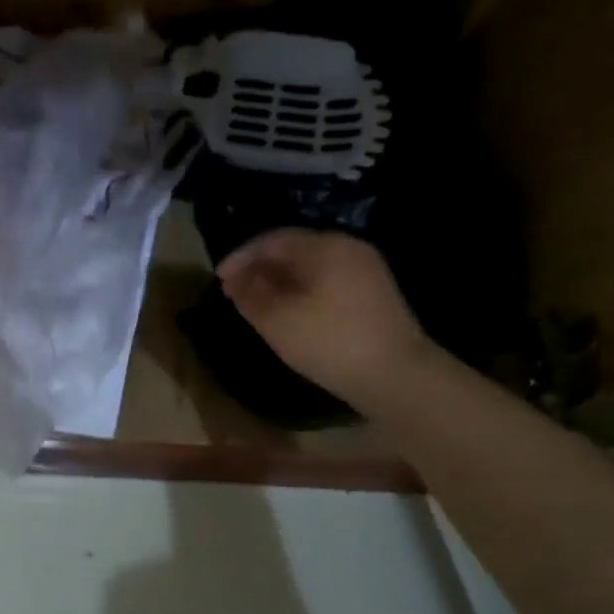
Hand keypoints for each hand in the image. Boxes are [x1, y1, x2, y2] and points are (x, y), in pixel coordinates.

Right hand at [217, 229, 434, 409]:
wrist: (395, 375)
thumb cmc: (329, 342)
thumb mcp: (276, 320)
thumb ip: (250, 293)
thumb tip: (235, 278)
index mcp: (324, 246)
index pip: (272, 239)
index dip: (240, 256)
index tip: (217, 278)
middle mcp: (348, 248)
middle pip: (294, 248)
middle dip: (259, 267)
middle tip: (233, 290)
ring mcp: (365, 269)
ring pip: (310, 265)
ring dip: (278, 279)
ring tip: (255, 302)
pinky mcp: (373, 293)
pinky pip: (326, 279)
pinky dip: (299, 289)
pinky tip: (288, 310)